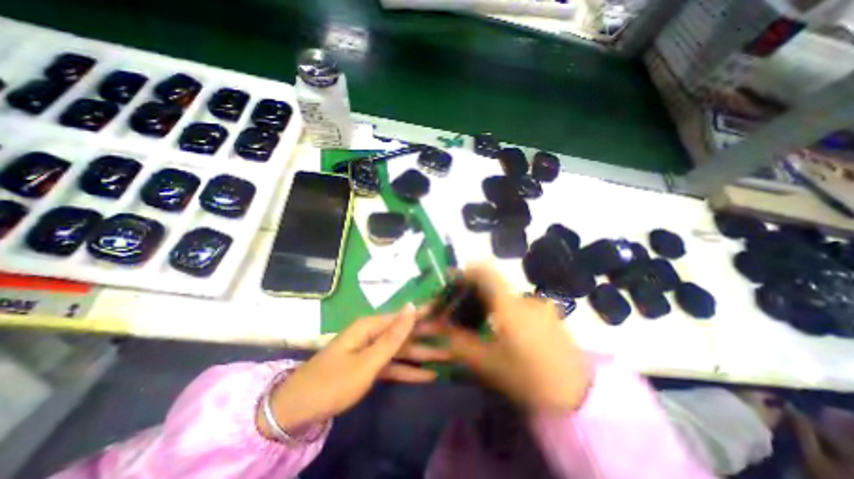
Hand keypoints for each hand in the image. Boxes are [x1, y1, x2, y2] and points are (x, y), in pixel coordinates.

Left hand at [258, 305, 447, 435]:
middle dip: (428, 336)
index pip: (404, 316)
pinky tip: (427, 375)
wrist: (298, 410)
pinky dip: (409, 371)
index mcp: (371, 326)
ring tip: (447, 356)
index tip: (443, 309)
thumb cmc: (334, 381)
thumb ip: (394, 335)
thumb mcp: (368, 359)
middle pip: (405, 333)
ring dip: (423, 355)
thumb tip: (411, 307)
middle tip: (452, 336)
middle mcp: (373, 334)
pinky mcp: (370, 367)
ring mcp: (371, 352)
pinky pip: (393, 366)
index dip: (424, 313)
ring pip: (402, 351)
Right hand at [440, 268, 588, 413]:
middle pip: (492, 283)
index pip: (485, 271)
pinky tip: (500, 327)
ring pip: (504, 294)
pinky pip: (517, 302)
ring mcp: (538, 304)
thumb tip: (436, 327)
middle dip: (472, 290)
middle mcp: (523, 298)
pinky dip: (502, 307)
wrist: (578, 395)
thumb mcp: (488, 363)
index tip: (452, 280)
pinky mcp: (547, 313)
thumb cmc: (528, 378)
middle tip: (460, 307)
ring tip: (478, 320)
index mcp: (509, 305)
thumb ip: (459, 342)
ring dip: (487, 300)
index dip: (466, 270)